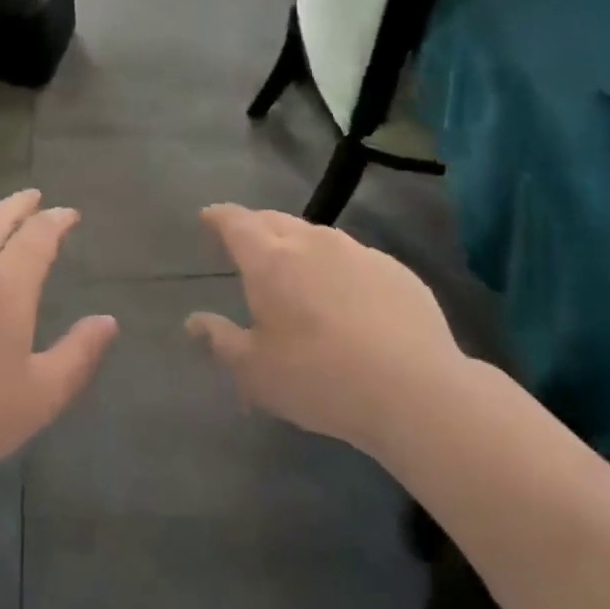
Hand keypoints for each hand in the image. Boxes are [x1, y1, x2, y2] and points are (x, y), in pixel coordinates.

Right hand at [186, 204, 472, 454]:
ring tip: (296, 269)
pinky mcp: (396, 270)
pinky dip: (338, 267)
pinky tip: (346, 297)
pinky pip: (354, 257)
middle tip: (247, 244)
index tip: (207, 217)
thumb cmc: (319, 379)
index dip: (218, 217)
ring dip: (298, 245)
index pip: (235, 223)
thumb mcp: (255, 371)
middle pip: (275, 220)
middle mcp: (312, 243)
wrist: (415, 391)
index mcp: (270, 260)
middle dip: (255, 226)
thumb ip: (221, 340)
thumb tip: (194, 321)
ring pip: (317, 236)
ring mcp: (359, 252)